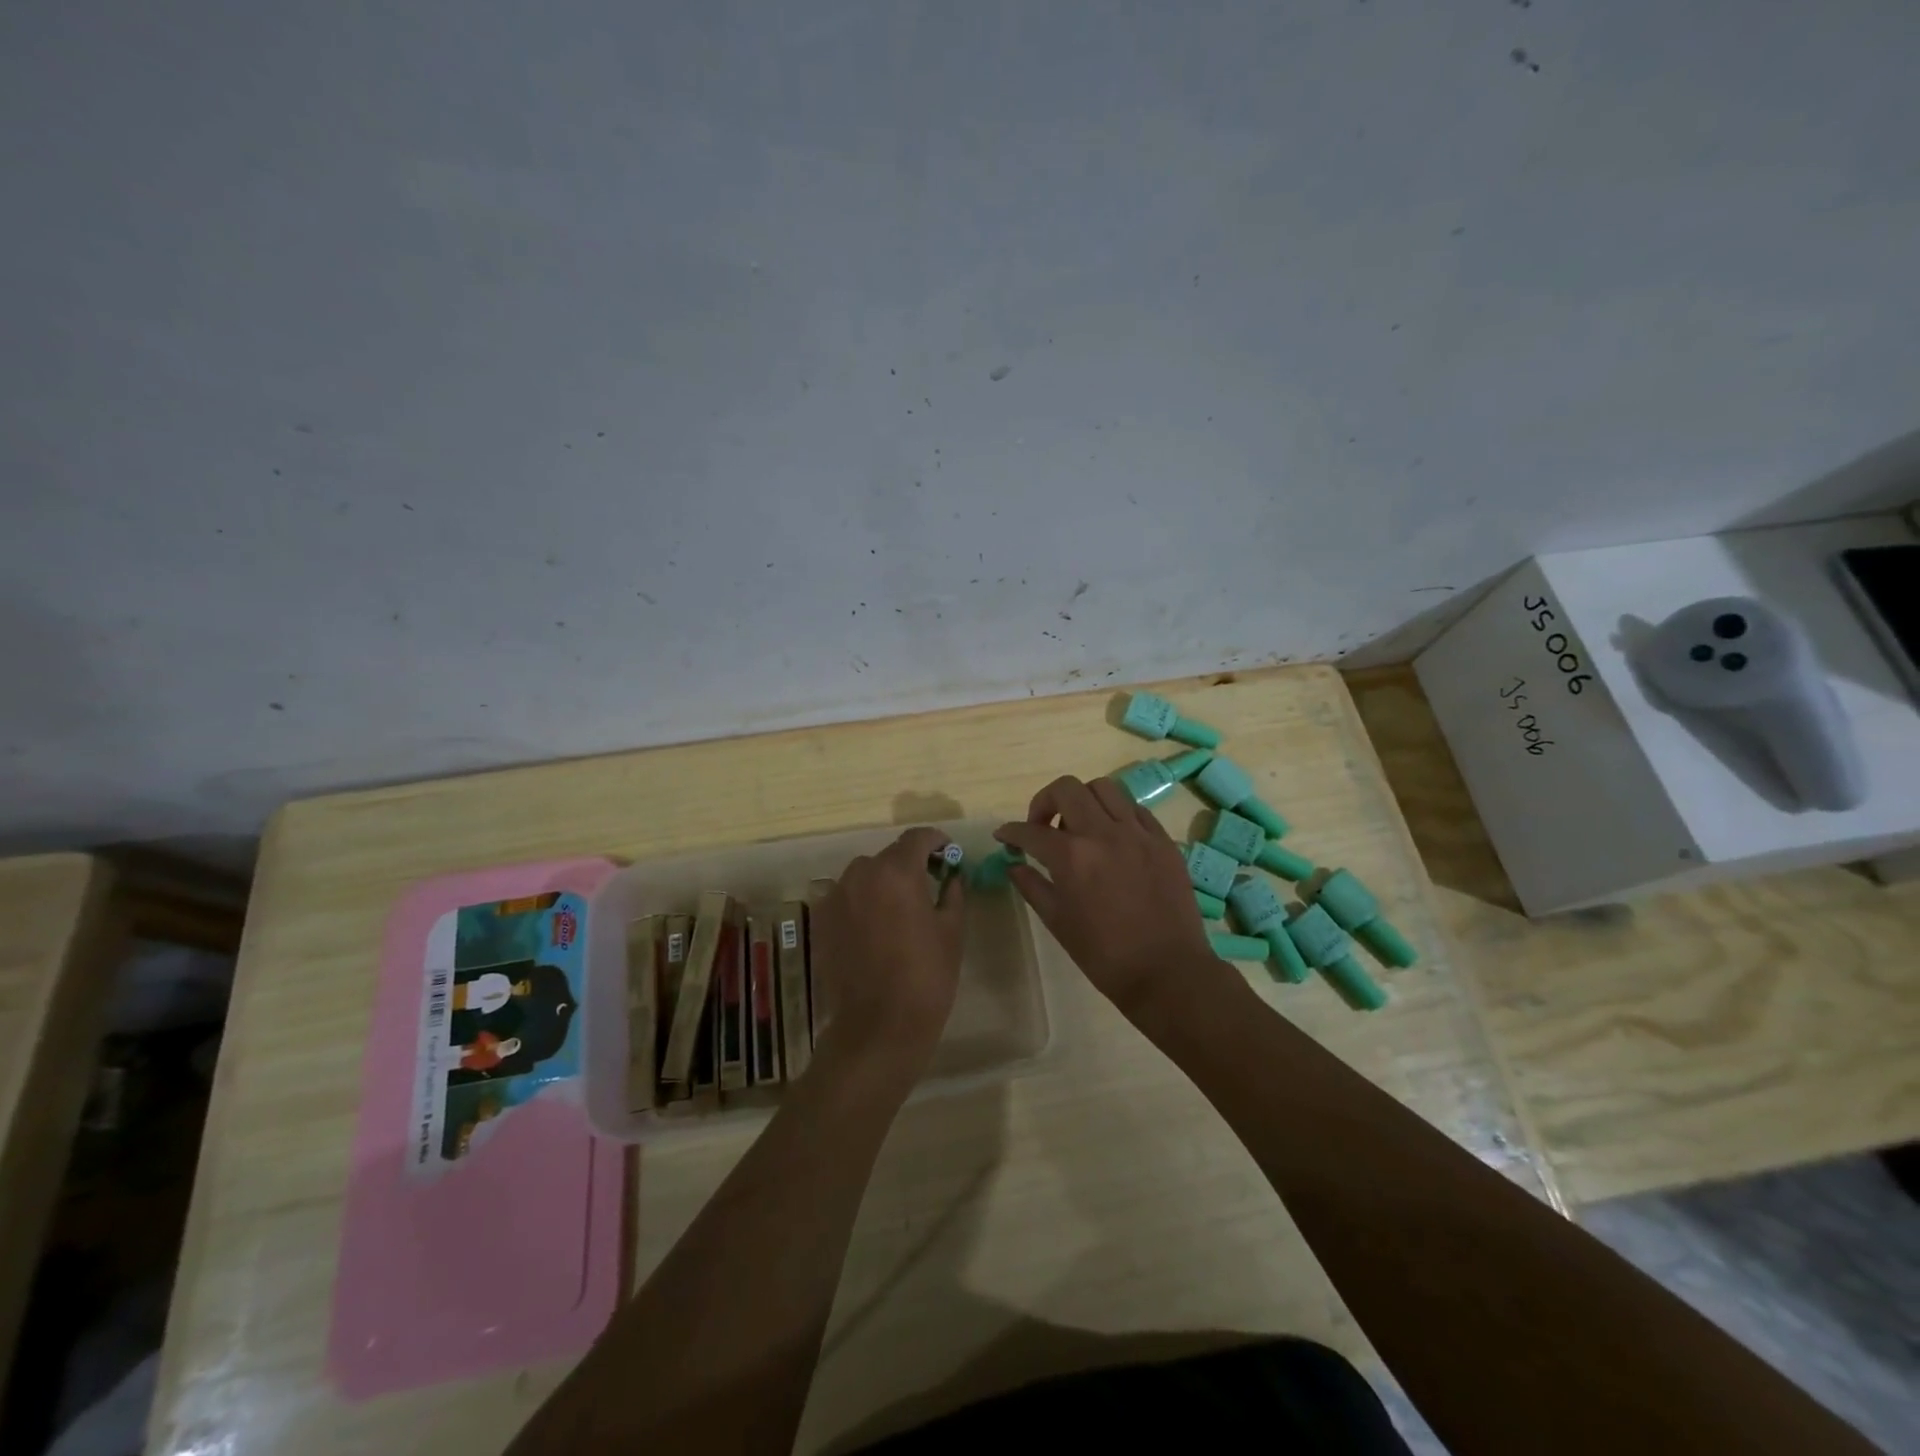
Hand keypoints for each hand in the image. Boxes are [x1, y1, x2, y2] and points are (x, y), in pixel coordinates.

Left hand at [811, 827, 966, 1067]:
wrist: (878, 1026)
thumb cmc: (926, 976)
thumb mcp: (952, 930)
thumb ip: (952, 892)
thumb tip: (952, 875)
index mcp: (896, 871)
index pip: (917, 838)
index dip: (936, 841)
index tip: (947, 854)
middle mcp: (861, 873)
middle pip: (889, 856)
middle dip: (910, 864)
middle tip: (928, 885)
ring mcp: (835, 896)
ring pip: (865, 875)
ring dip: (883, 882)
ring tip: (899, 909)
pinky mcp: (821, 920)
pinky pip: (846, 897)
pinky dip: (862, 902)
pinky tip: (874, 928)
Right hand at [996, 776, 1214, 1016]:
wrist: (1167, 972)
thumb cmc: (1105, 955)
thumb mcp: (1058, 922)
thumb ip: (1032, 886)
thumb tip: (1014, 865)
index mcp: (1072, 857)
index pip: (1031, 831)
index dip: (1011, 832)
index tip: (1004, 836)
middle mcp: (1103, 833)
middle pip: (1067, 789)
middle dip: (1045, 802)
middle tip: (1042, 826)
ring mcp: (1137, 833)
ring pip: (1104, 788)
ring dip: (1083, 799)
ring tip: (1080, 826)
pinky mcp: (1163, 840)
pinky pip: (1135, 809)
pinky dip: (1116, 814)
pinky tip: (1113, 837)